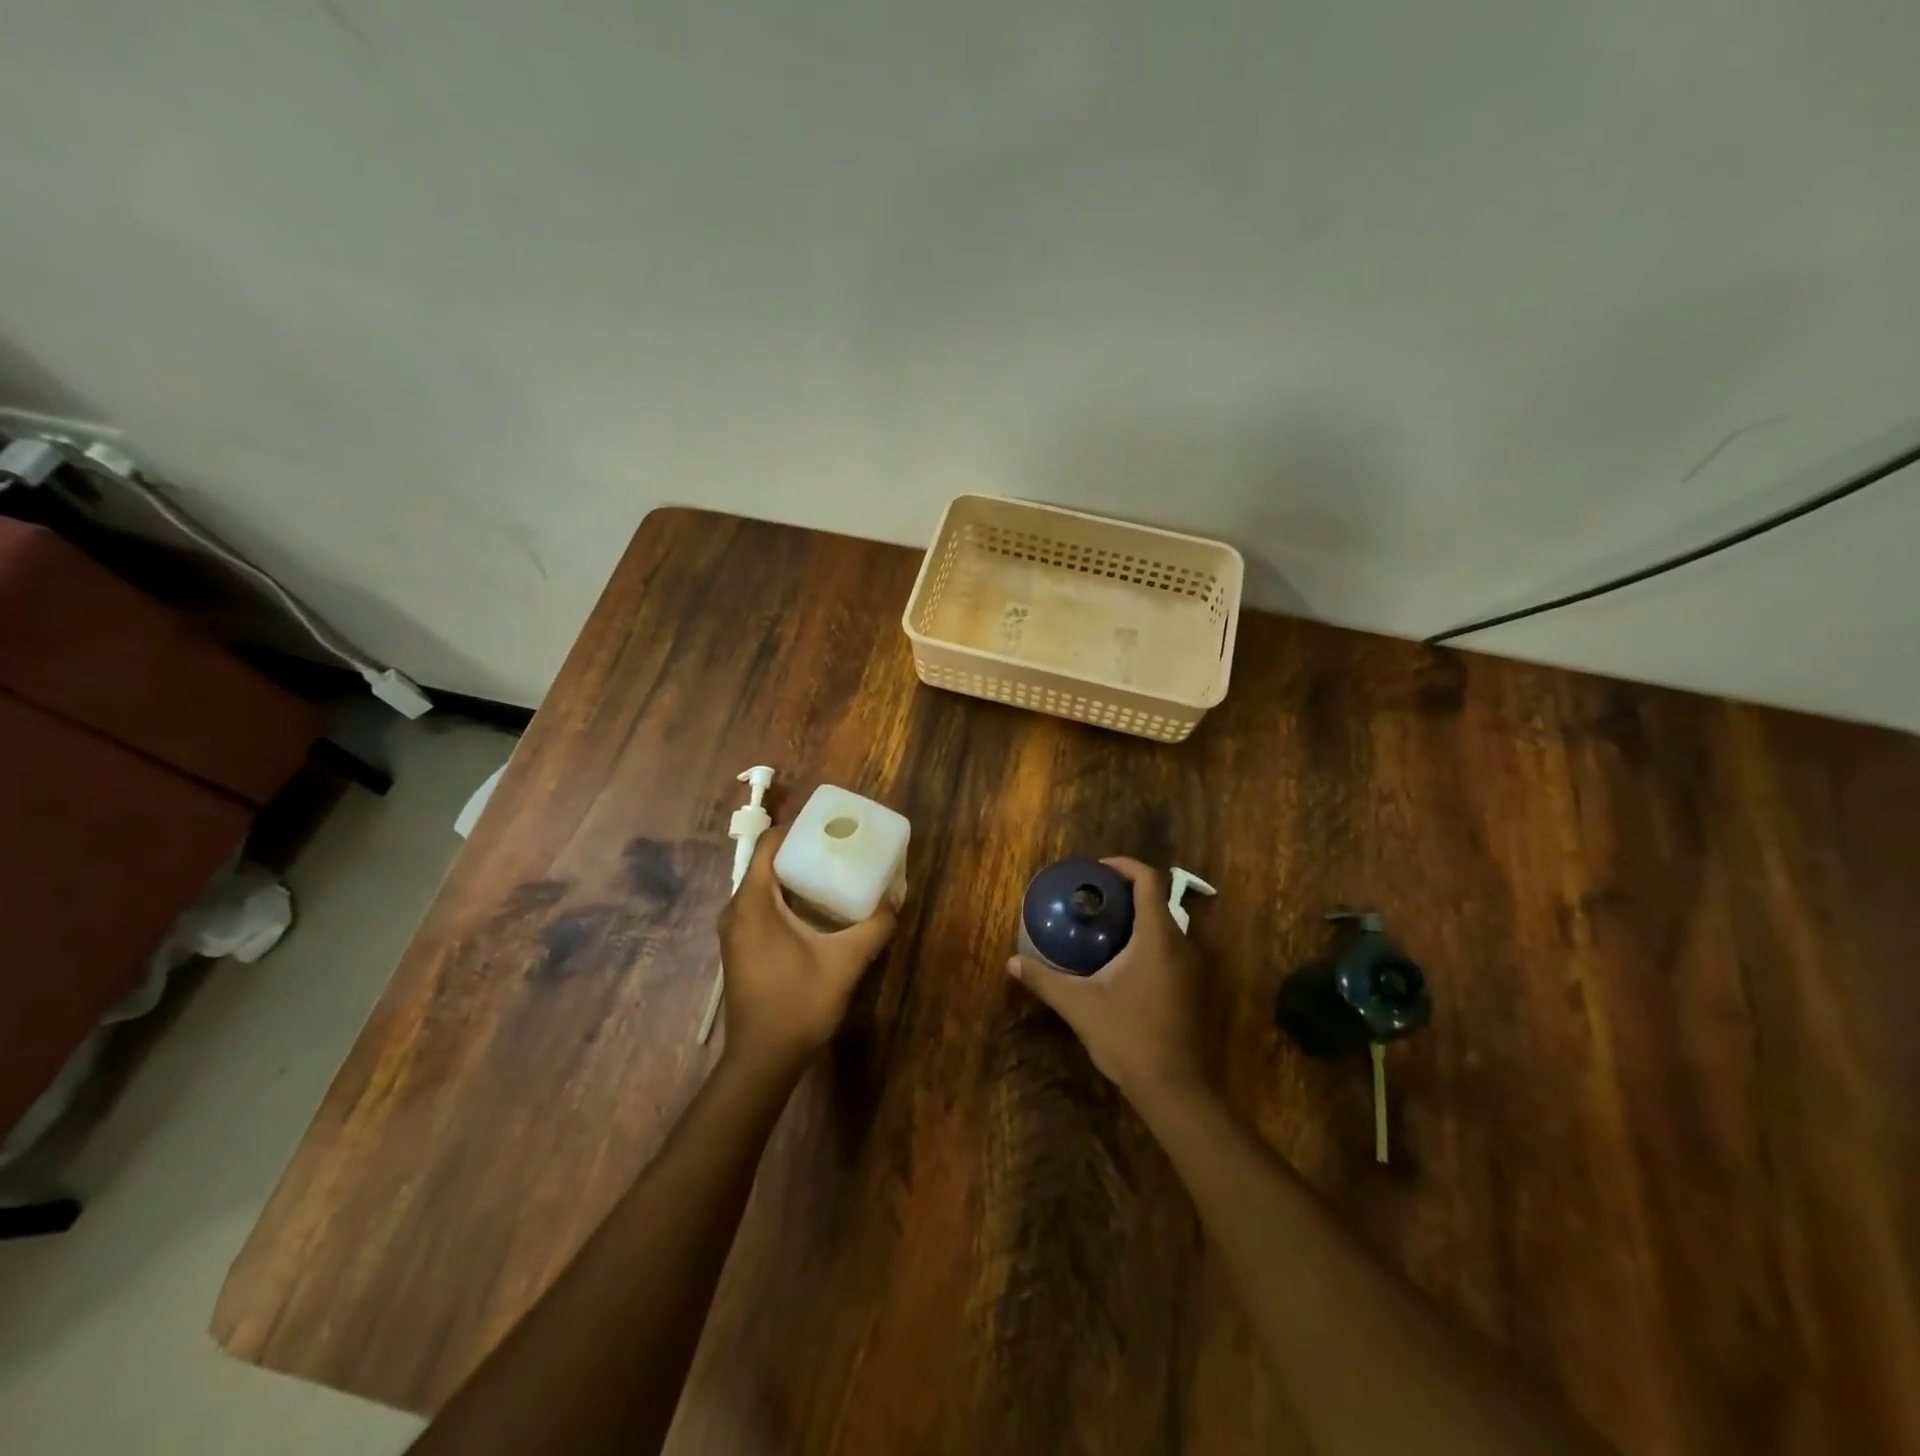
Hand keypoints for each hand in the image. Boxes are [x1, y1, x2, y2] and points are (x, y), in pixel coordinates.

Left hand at [718, 824, 896, 1075]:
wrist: (762, 1061)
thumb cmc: (798, 1004)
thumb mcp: (846, 962)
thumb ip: (874, 927)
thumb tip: (895, 899)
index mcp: (753, 903)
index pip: (768, 844)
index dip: (796, 829)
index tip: (828, 827)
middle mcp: (736, 910)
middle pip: (766, 863)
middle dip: (801, 851)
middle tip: (838, 849)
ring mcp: (734, 932)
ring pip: (763, 887)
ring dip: (794, 877)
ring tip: (832, 873)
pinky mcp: (740, 949)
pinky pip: (761, 907)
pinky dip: (785, 899)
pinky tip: (815, 911)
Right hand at [1006, 857, 1206, 1102]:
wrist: (1175, 1089)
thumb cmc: (1128, 1037)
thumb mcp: (1079, 1005)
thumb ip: (1045, 980)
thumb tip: (1012, 963)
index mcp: (1158, 937)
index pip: (1149, 881)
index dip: (1124, 866)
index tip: (1096, 869)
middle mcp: (1182, 945)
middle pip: (1158, 899)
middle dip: (1126, 890)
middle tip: (1091, 895)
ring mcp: (1191, 968)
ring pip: (1165, 925)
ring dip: (1136, 916)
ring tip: (1101, 923)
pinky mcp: (1191, 988)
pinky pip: (1169, 947)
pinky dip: (1145, 939)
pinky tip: (1119, 959)